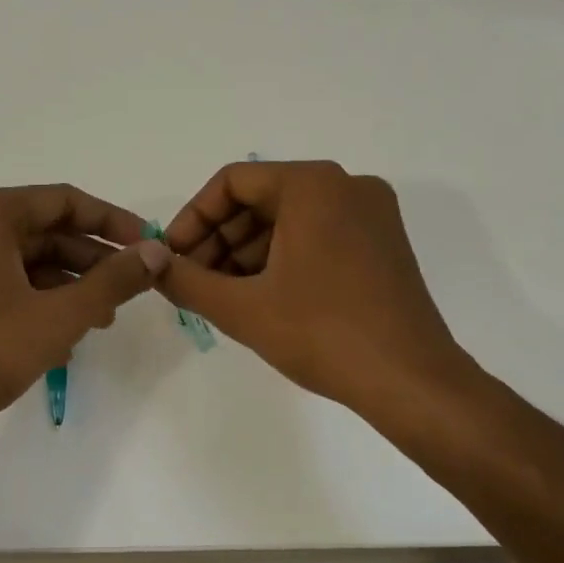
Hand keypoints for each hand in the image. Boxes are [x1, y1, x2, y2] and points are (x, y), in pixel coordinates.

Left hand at [0, 184, 170, 430]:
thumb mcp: (59, 316)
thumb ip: (112, 281)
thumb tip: (156, 251)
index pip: (63, 201)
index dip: (112, 221)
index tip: (146, 246)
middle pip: (39, 231)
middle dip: (88, 261)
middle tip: (127, 291)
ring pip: (17, 262)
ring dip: (62, 286)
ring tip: (98, 320)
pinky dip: (29, 302)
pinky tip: (57, 339)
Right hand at [157, 161, 478, 419]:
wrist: (410, 380)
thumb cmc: (322, 334)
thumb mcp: (242, 308)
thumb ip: (186, 282)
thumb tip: (153, 266)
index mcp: (313, 185)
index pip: (233, 182)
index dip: (193, 219)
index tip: (174, 258)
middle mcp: (347, 185)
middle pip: (262, 199)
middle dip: (220, 240)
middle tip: (195, 282)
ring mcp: (372, 214)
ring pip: (290, 219)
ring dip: (248, 252)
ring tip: (223, 296)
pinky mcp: (383, 243)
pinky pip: (319, 235)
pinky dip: (283, 258)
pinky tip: (263, 297)